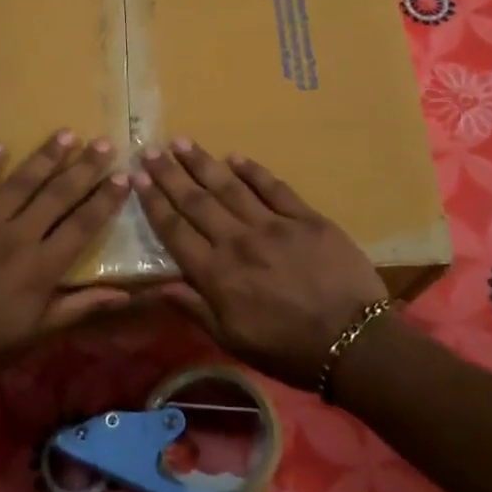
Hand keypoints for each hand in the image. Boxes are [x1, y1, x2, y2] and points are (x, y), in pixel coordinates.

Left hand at [0, 131, 131, 408]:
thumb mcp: (34, 338)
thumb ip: (78, 309)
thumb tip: (124, 294)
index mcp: (39, 269)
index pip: (82, 225)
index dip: (106, 200)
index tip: (124, 177)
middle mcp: (14, 238)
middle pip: (56, 194)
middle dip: (84, 167)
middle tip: (104, 143)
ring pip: (18, 182)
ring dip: (45, 157)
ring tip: (65, 134)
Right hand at [134, 140, 388, 390]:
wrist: (353, 342)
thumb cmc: (288, 349)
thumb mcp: (233, 341)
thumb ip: (195, 309)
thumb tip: (158, 286)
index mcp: (217, 274)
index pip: (175, 230)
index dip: (154, 202)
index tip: (137, 177)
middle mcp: (238, 242)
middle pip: (197, 201)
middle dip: (170, 174)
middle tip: (151, 149)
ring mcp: (274, 225)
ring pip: (230, 187)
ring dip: (203, 163)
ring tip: (182, 143)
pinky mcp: (306, 218)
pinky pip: (274, 187)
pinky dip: (253, 170)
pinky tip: (235, 157)